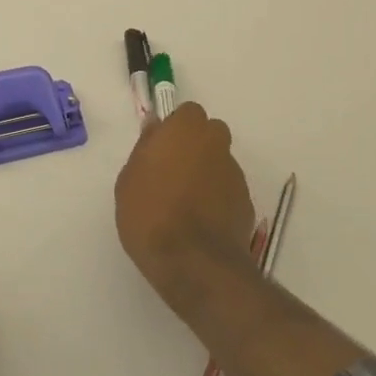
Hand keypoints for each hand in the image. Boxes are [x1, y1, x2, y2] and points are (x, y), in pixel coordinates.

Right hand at [115, 101, 256, 310]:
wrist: (193, 263)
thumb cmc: (150, 213)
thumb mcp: (129, 179)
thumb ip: (145, 148)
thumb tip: (155, 128)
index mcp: (186, 129)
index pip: (188, 112)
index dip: (175, 128)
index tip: (160, 148)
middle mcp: (216, 143)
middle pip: (210, 133)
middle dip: (196, 145)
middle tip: (173, 171)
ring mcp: (235, 174)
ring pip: (220, 162)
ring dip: (207, 173)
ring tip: (185, 203)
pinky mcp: (247, 203)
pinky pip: (228, 191)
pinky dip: (218, 199)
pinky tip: (201, 222)